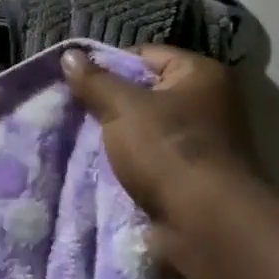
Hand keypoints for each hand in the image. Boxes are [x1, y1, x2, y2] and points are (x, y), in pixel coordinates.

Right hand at [63, 45, 255, 225]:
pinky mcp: (192, 176)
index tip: (78, 85)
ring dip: (117, 138)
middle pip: (145, 93)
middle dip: (109, 105)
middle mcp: (209, 103)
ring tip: (82, 141)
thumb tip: (69, 55)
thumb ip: (95, 81)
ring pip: (145, 129)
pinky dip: (130, 163)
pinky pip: (151, 159)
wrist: (204, 223)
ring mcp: (203, 143)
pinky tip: (103, 168)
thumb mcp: (123, 107)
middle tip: (75, 113)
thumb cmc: (168, 150)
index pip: (144, 55)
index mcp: (202, 74)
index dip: (108, 67)